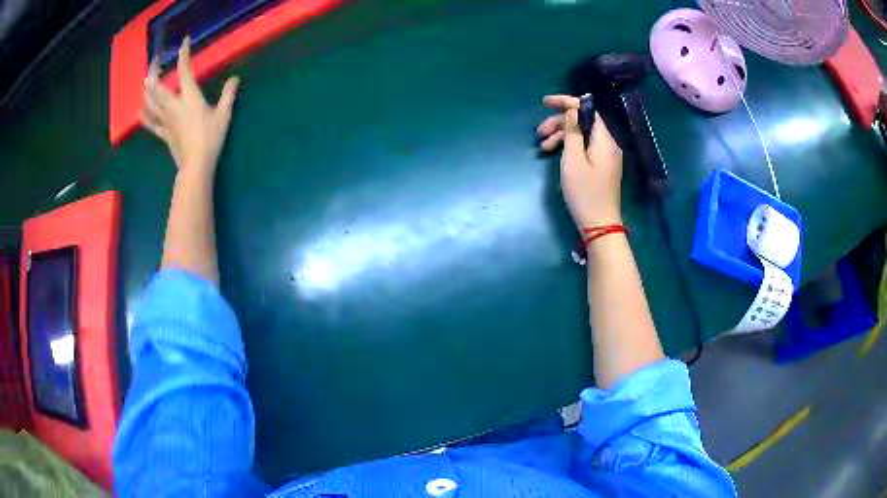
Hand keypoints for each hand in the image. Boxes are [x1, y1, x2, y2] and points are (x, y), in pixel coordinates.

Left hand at [141, 37, 239, 172]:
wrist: (196, 165)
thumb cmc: (211, 138)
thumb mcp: (224, 114)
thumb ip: (228, 94)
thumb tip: (235, 78)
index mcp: (189, 97)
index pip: (184, 70)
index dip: (183, 54)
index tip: (184, 41)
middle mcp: (173, 105)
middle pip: (158, 86)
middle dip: (155, 72)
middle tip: (155, 62)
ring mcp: (166, 120)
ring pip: (151, 102)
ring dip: (148, 90)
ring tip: (146, 81)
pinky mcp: (164, 133)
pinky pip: (151, 123)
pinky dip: (145, 116)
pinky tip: (141, 110)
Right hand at [537, 94, 623, 230]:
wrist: (600, 226)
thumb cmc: (585, 193)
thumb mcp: (573, 160)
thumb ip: (572, 132)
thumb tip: (572, 110)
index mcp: (604, 140)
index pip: (587, 109)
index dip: (566, 102)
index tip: (544, 102)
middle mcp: (608, 145)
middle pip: (583, 123)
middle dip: (559, 123)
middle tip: (538, 134)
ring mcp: (607, 157)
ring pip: (583, 136)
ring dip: (562, 137)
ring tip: (543, 148)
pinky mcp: (603, 168)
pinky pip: (586, 149)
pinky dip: (570, 148)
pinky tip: (556, 155)